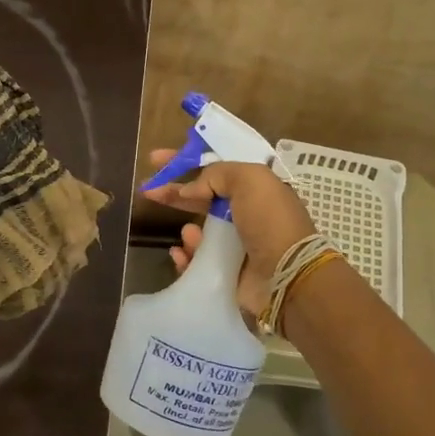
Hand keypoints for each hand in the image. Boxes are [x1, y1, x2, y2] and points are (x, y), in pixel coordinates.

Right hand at [146, 149, 316, 315]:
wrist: (286, 277)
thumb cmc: (270, 221)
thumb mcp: (250, 179)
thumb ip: (217, 174)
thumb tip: (190, 189)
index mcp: (257, 189)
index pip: (218, 168)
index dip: (188, 160)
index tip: (157, 159)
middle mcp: (248, 214)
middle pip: (204, 197)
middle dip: (176, 192)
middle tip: (148, 188)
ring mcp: (238, 245)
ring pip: (200, 231)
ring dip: (188, 229)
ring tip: (188, 232)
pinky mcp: (228, 272)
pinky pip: (198, 262)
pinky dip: (187, 257)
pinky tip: (181, 254)